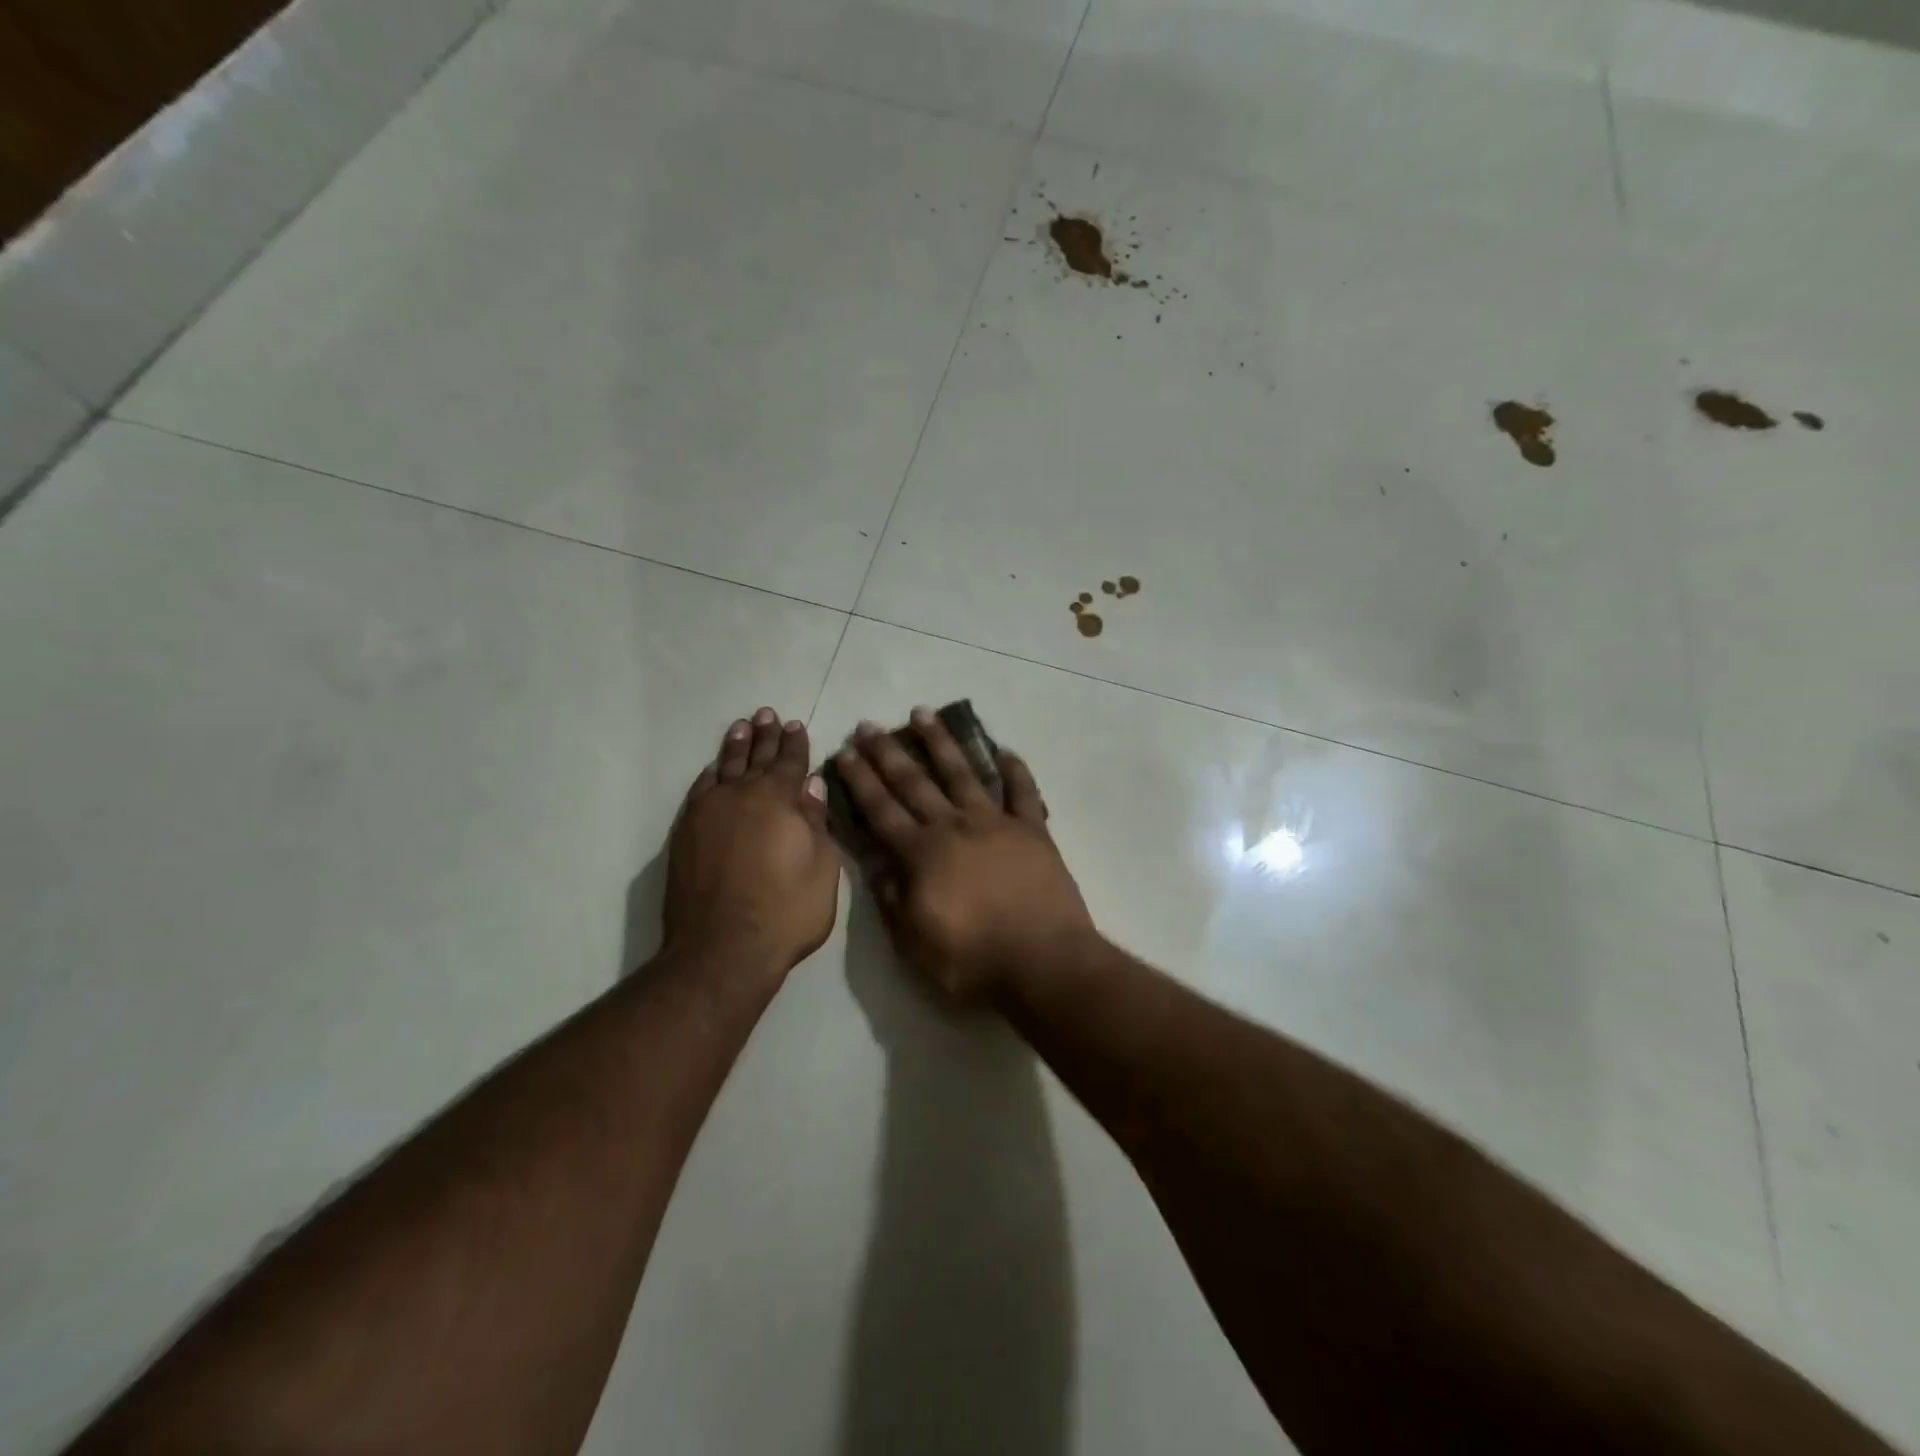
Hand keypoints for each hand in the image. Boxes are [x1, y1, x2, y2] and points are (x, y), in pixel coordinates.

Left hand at [665, 709, 838, 976]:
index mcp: (778, 800)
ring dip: (735, 746)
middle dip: (765, 735)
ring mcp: (708, 813)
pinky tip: (713, 769)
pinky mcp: (685, 833)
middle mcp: (740, 796)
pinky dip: (709, 774)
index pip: (790, 762)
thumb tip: (810, 786)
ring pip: (724, 767)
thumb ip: (816, 823)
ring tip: (742, 726)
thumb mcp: (822, 869)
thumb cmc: (785, 911)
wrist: (722, 949)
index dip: (795, 744)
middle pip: (756, 758)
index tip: (796, 725)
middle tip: (767, 714)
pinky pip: (699, 790)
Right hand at [834, 709, 1096, 1002]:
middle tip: (870, 725)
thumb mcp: (914, 943)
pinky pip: (1023, 791)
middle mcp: (954, 827)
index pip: (881, 810)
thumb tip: (873, 860)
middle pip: (915, 782)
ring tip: (923, 713)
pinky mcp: (1032, 830)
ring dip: (941, 742)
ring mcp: (996, 823)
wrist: (1044, 963)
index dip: (860, 781)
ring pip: (963, 772)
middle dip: (888, 752)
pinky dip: (1015, 769)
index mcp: (922, 854)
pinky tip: (1004, 749)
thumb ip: (891, 897)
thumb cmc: (974, 961)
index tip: (845, 751)